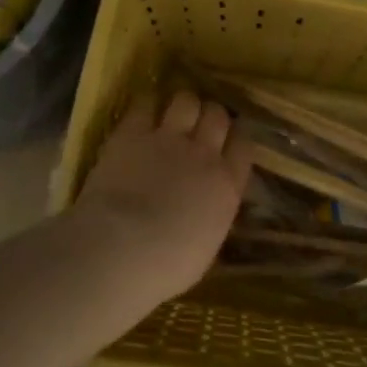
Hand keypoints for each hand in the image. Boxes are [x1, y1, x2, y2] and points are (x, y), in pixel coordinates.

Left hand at [72, 90, 252, 301]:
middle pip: (217, 116)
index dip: (237, 139)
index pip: (244, 147)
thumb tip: (209, 210)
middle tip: (200, 125)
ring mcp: (168, 139)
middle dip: (211, 116)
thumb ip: (212, 218)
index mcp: (227, 186)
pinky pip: (145, 104)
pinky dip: (146, 104)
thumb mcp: (206, 248)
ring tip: (174, 113)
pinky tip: (143, 110)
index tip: (229, 141)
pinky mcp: (132, 133)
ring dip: (183, 104)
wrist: (123, 248)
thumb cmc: (168, 265)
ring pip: (186, 101)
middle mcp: (204, 154)